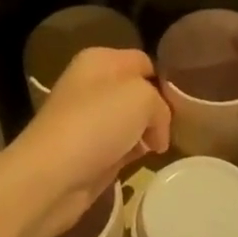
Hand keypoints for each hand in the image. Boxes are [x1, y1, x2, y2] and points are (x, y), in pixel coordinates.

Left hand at [8, 47, 169, 236]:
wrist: (51, 176)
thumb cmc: (96, 124)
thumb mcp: (142, 98)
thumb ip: (160, 104)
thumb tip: (156, 130)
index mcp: (99, 59)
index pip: (144, 61)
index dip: (164, 80)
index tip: (185, 102)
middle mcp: (92, 84)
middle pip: (138, 92)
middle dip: (157, 110)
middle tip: (176, 128)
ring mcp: (88, 119)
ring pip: (131, 121)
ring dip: (147, 134)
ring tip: (161, 147)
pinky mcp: (88, 151)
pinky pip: (121, 145)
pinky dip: (133, 153)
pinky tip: (143, 162)